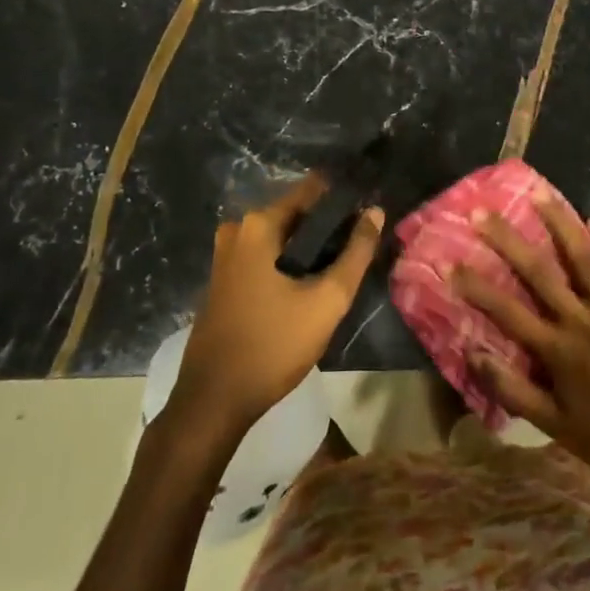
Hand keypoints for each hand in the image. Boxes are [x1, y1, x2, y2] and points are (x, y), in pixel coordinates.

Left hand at [169, 176, 383, 444]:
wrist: (214, 400)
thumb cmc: (273, 345)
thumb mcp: (327, 300)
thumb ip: (356, 253)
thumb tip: (375, 211)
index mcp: (259, 225)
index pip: (312, 190)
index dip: (344, 198)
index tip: (370, 208)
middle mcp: (238, 230)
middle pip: (297, 214)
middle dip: (329, 225)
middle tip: (363, 243)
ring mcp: (226, 255)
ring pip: (282, 237)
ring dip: (311, 246)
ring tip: (345, 264)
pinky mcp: (224, 278)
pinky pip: (266, 255)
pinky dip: (290, 261)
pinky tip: (313, 282)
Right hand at [457, 191, 589, 516]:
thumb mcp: (552, 426)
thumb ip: (512, 389)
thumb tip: (472, 354)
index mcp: (558, 350)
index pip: (507, 311)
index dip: (476, 287)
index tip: (450, 262)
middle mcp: (583, 321)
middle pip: (541, 272)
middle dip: (509, 240)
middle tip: (484, 212)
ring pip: (585, 260)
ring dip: (561, 225)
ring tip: (541, 195)